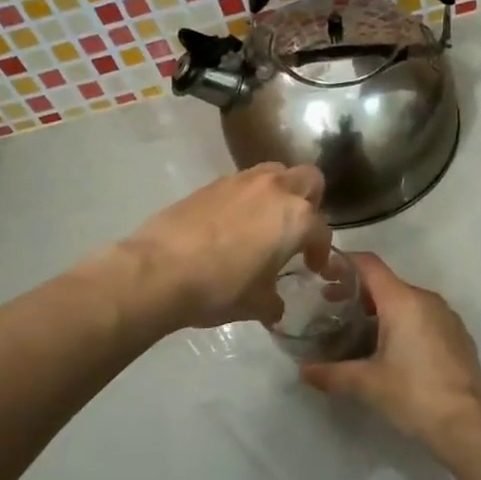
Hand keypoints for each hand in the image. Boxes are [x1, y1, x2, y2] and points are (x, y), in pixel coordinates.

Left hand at [117, 164, 331, 330]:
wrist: (159, 270)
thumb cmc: (220, 288)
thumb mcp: (257, 305)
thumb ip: (274, 301)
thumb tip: (275, 306)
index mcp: (296, 218)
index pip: (321, 231)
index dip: (321, 252)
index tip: (312, 267)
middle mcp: (275, 189)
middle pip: (309, 179)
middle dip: (311, 202)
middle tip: (297, 230)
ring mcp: (241, 181)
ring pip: (274, 173)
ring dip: (278, 193)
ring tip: (265, 222)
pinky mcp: (211, 183)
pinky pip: (242, 183)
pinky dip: (247, 198)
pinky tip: (232, 225)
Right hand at [300, 254, 480, 452]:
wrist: (468, 426)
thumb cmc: (413, 395)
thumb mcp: (366, 384)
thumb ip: (331, 373)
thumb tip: (304, 372)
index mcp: (403, 301)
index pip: (369, 265)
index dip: (344, 263)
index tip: (322, 273)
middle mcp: (427, 300)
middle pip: (386, 283)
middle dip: (357, 291)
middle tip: (331, 307)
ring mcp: (447, 317)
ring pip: (406, 301)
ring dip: (380, 309)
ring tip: (358, 331)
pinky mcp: (458, 336)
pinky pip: (424, 318)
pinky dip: (403, 323)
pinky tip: (391, 350)